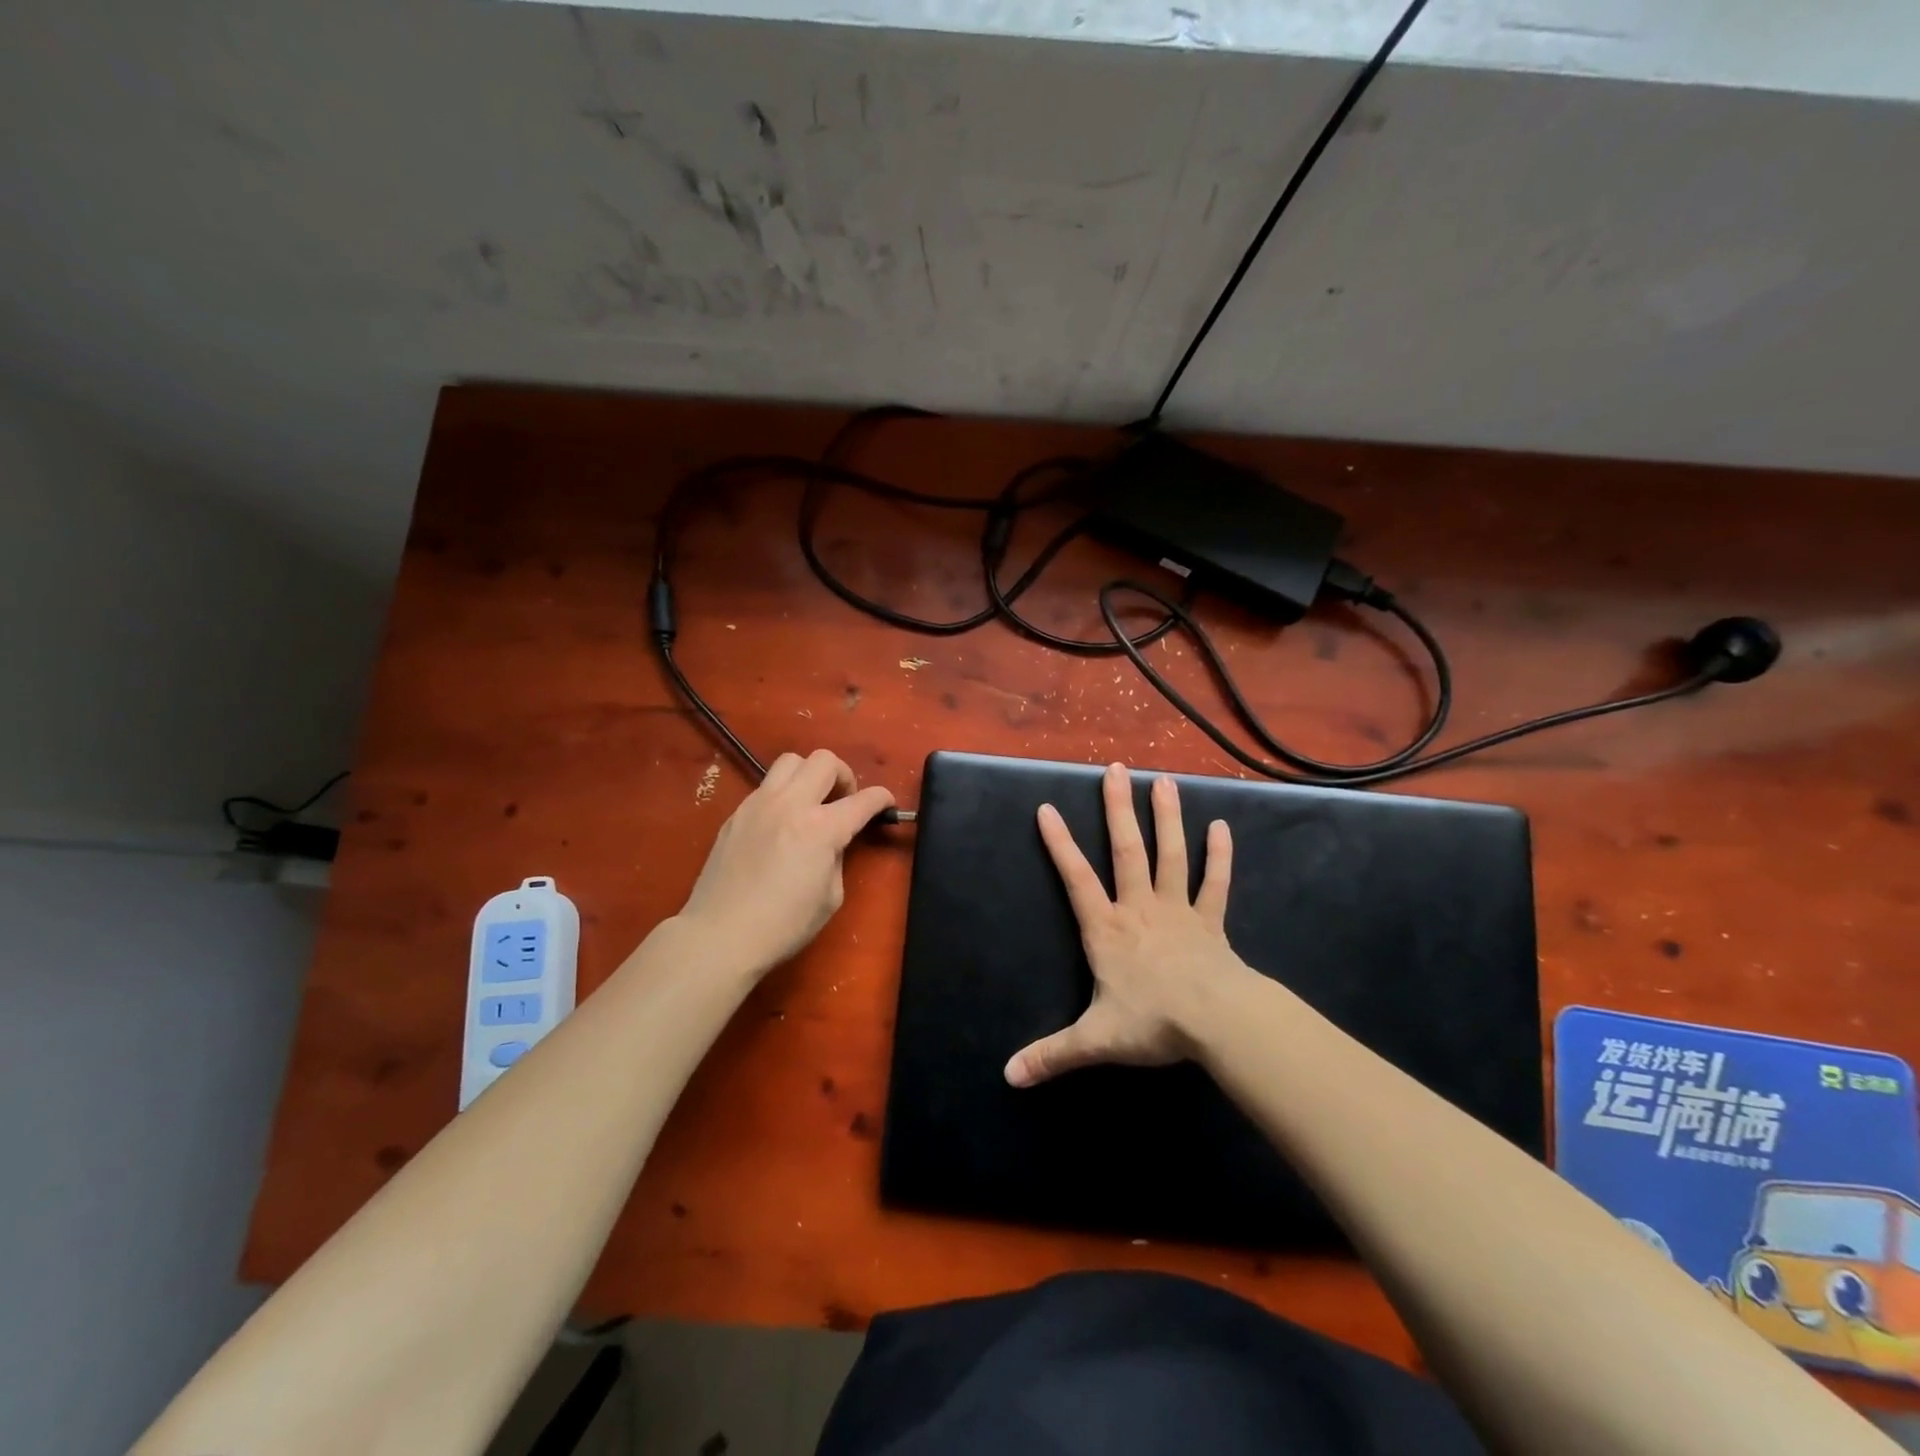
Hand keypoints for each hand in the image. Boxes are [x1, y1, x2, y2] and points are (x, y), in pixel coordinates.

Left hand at [676, 750, 893, 977]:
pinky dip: (783, 794)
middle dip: (844, 776)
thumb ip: (837, 857)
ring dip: (809, 774)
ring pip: (791, 761)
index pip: (863, 799)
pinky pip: (766, 786)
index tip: (886, 805)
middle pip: (825, 760)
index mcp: (821, 828)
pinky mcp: (737, 813)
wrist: (719, 935)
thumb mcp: (830, 897)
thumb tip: (833, 842)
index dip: (882, 799)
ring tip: (811, 802)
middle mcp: (791, 804)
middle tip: (844, 802)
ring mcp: (759, 804)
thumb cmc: (783, 925)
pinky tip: (781, 823)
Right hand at [1005, 763, 1250, 1087]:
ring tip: (1164, 781)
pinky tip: (1221, 827)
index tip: (1047, 807)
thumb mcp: (1095, 1039)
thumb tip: (1008, 1076)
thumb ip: (1052, 1054)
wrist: (1218, 1022)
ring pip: (1170, 855)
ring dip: (1167, 818)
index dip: (1059, 843)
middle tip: (1116, 770)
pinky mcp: (1211, 922)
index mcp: (1107, 929)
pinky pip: (1214, 883)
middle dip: (1118, 809)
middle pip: (1126, 850)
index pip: (1076, 878)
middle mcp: (1140, 908)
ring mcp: (1178, 910)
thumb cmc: (1153, 1022)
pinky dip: (1218, 856)